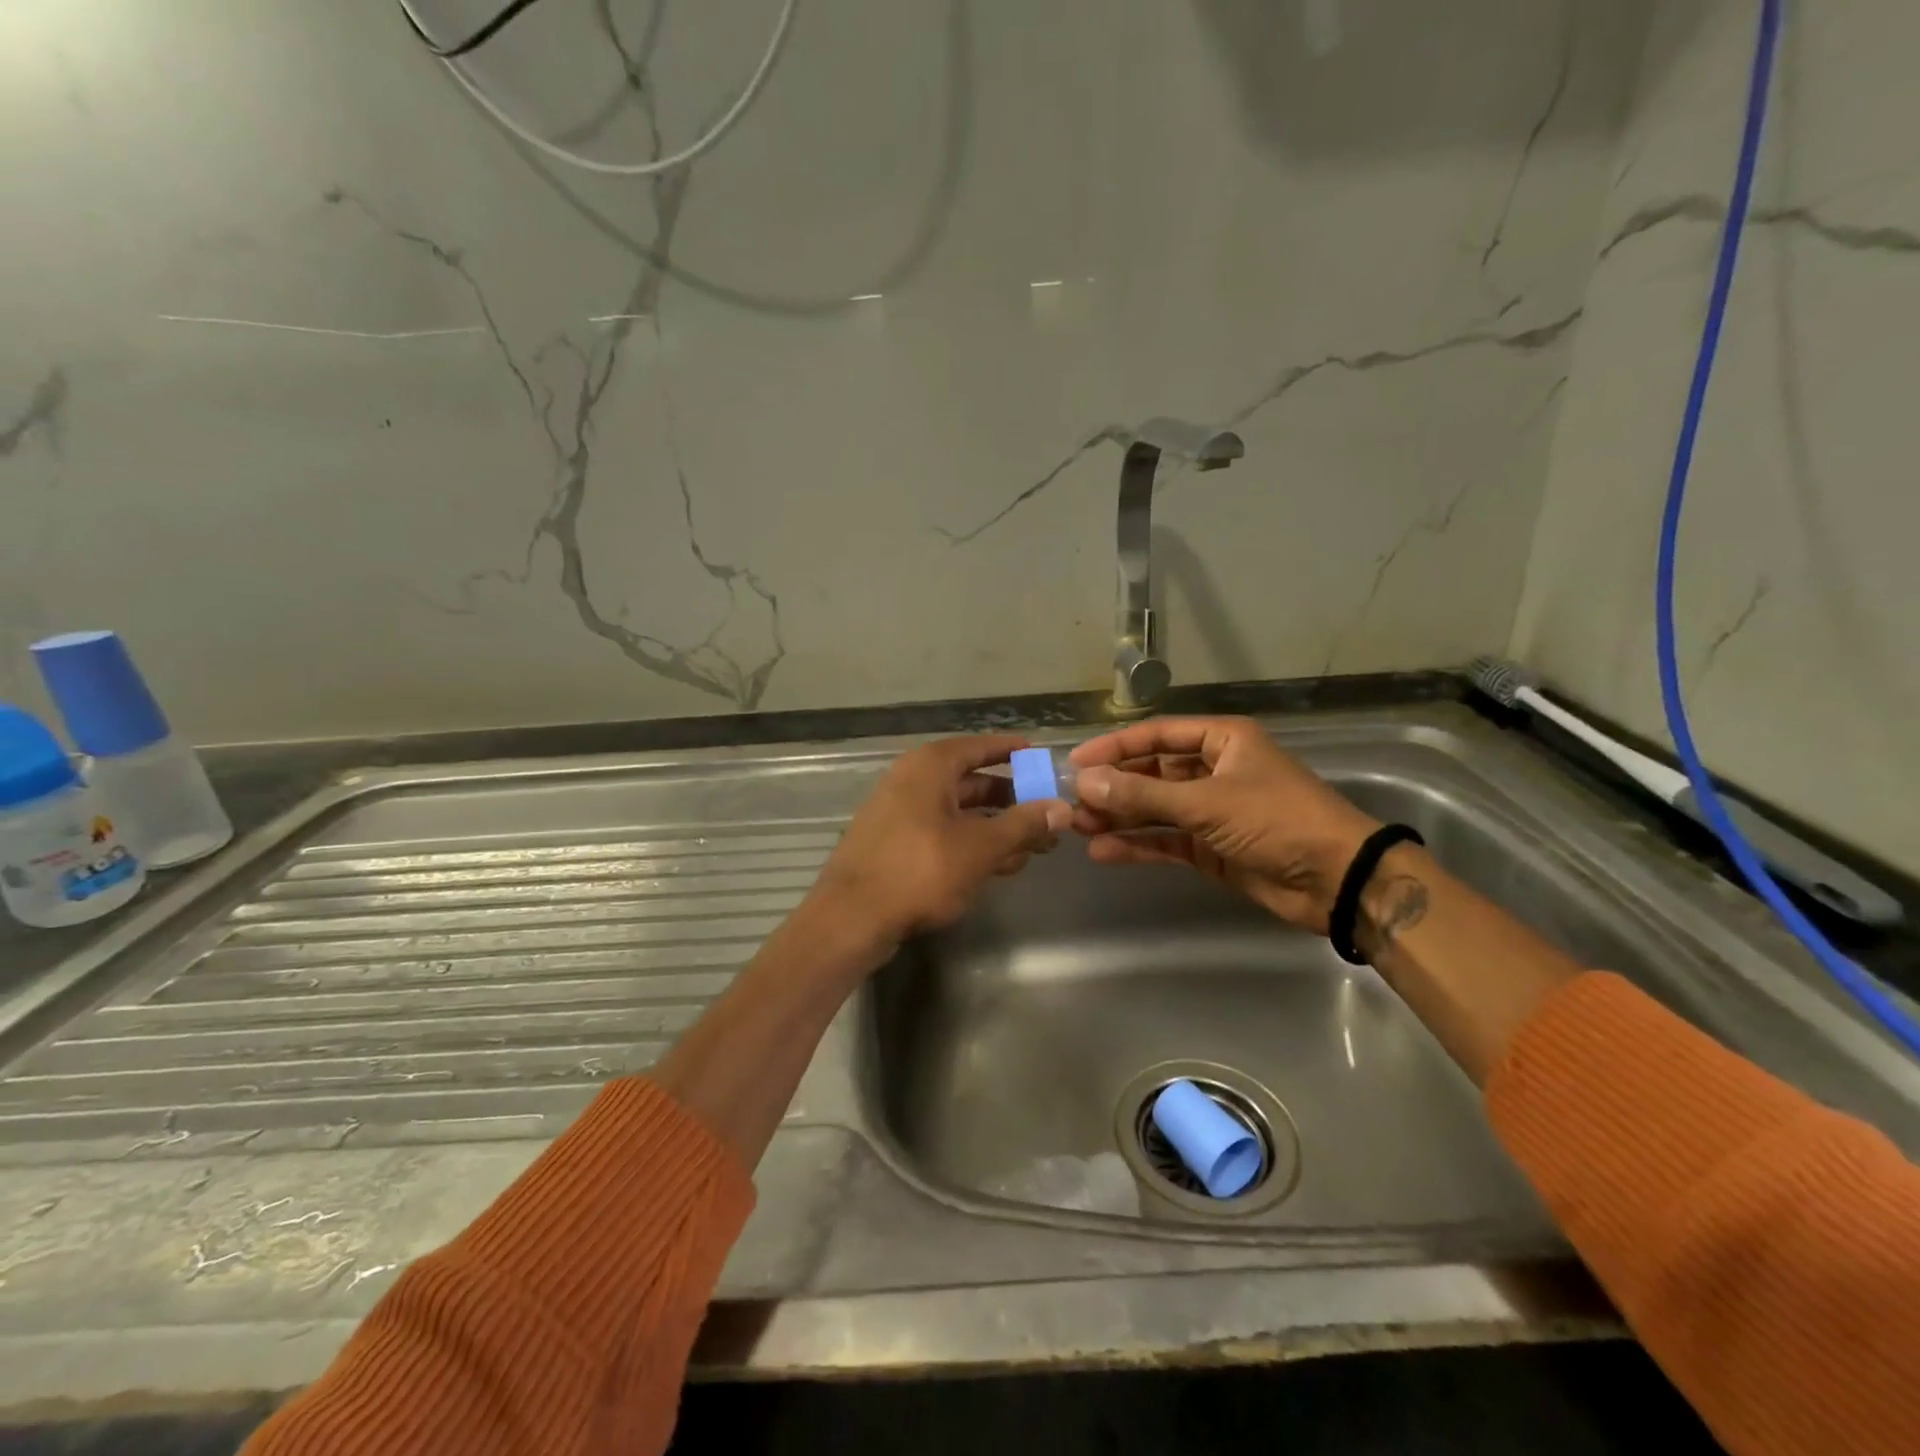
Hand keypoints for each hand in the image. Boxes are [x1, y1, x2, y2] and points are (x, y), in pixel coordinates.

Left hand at [809, 735, 1071, 962]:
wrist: (851, 918)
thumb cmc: (920, 870)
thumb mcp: (980, 848)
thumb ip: (1023, 825)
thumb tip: (1062, 808)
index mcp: (930, 767)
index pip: (979, 747)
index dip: (1010, 750)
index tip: (1039, 755)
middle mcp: (912, 781)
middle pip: (972, 782)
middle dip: (1012, 800)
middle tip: (1047, 815)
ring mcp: (899, 813)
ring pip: (958, 813)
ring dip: (996, 828)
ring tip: (1033, 848)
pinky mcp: (894, 844)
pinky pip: (942, 833)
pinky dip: (971, 844)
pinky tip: (998, 866)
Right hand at [1069, 717, 1380, 932]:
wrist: (1336, 880)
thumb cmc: (1277, 820)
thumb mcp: (1206, 802)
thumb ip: (1143, 793)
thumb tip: (1084, 781)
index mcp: (1222, 741)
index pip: (1157, 736)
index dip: (1115, 747)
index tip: (1076, 762)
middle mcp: (1214, 770)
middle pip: (1152, 772)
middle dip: (1114, 786)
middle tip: (1071, 801)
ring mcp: (1212, 811)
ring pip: (1155, 808)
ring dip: (1120, 816)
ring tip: (1079, 827)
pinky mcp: (1212, 848)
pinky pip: (1166, 840)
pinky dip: (1138, 845)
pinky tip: (1104, 850)